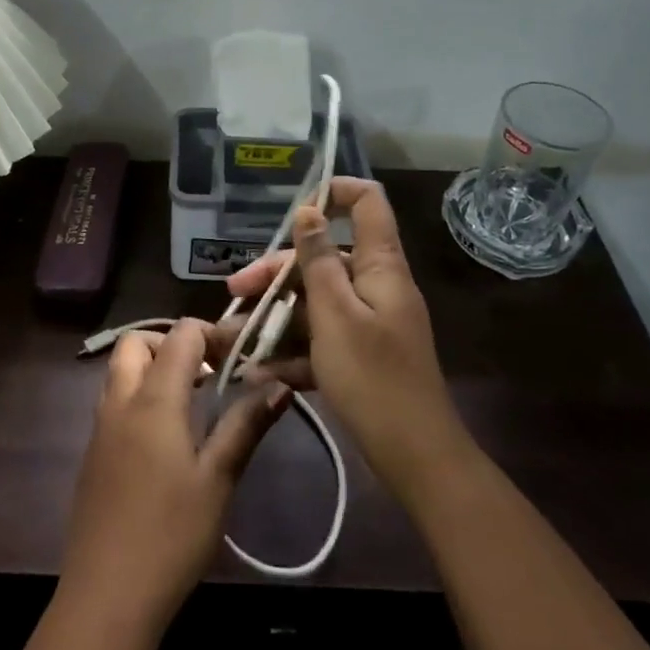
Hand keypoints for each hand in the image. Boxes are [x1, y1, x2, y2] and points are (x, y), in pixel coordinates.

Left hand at [62, 320, 290, 625]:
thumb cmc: (171, 535)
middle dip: (173, 343)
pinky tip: (167, 437)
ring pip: (121, 370)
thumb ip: (246, 425)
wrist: (107, 596)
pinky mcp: (93, 453)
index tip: (242, 356)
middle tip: (209, 372)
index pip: (181, 334)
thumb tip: (280, 384)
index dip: (213, 333)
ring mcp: (100, 427)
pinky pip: (114, 400)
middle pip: (138, 342)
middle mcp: (120, 400)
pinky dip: (139, 395)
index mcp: (153, 399)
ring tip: (193, 401)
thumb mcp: (218, 479)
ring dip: (154, 368)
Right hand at [210, 177, 470, 507]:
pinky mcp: (359, 356)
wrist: (415, 457)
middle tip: (235, 293)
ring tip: (234, 337)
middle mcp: (374, 286)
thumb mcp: (335, 314)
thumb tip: (309, 210)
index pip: (368, 203)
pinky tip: (259, 371)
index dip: (334, 192)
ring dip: (274, 317)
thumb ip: (318, 260)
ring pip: (314, 303)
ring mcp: (368, 323)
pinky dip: (292, 352)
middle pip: (323, 259)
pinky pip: (320, 340)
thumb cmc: (373, 376)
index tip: (294, 208)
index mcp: (379, 266)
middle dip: (276, 273)